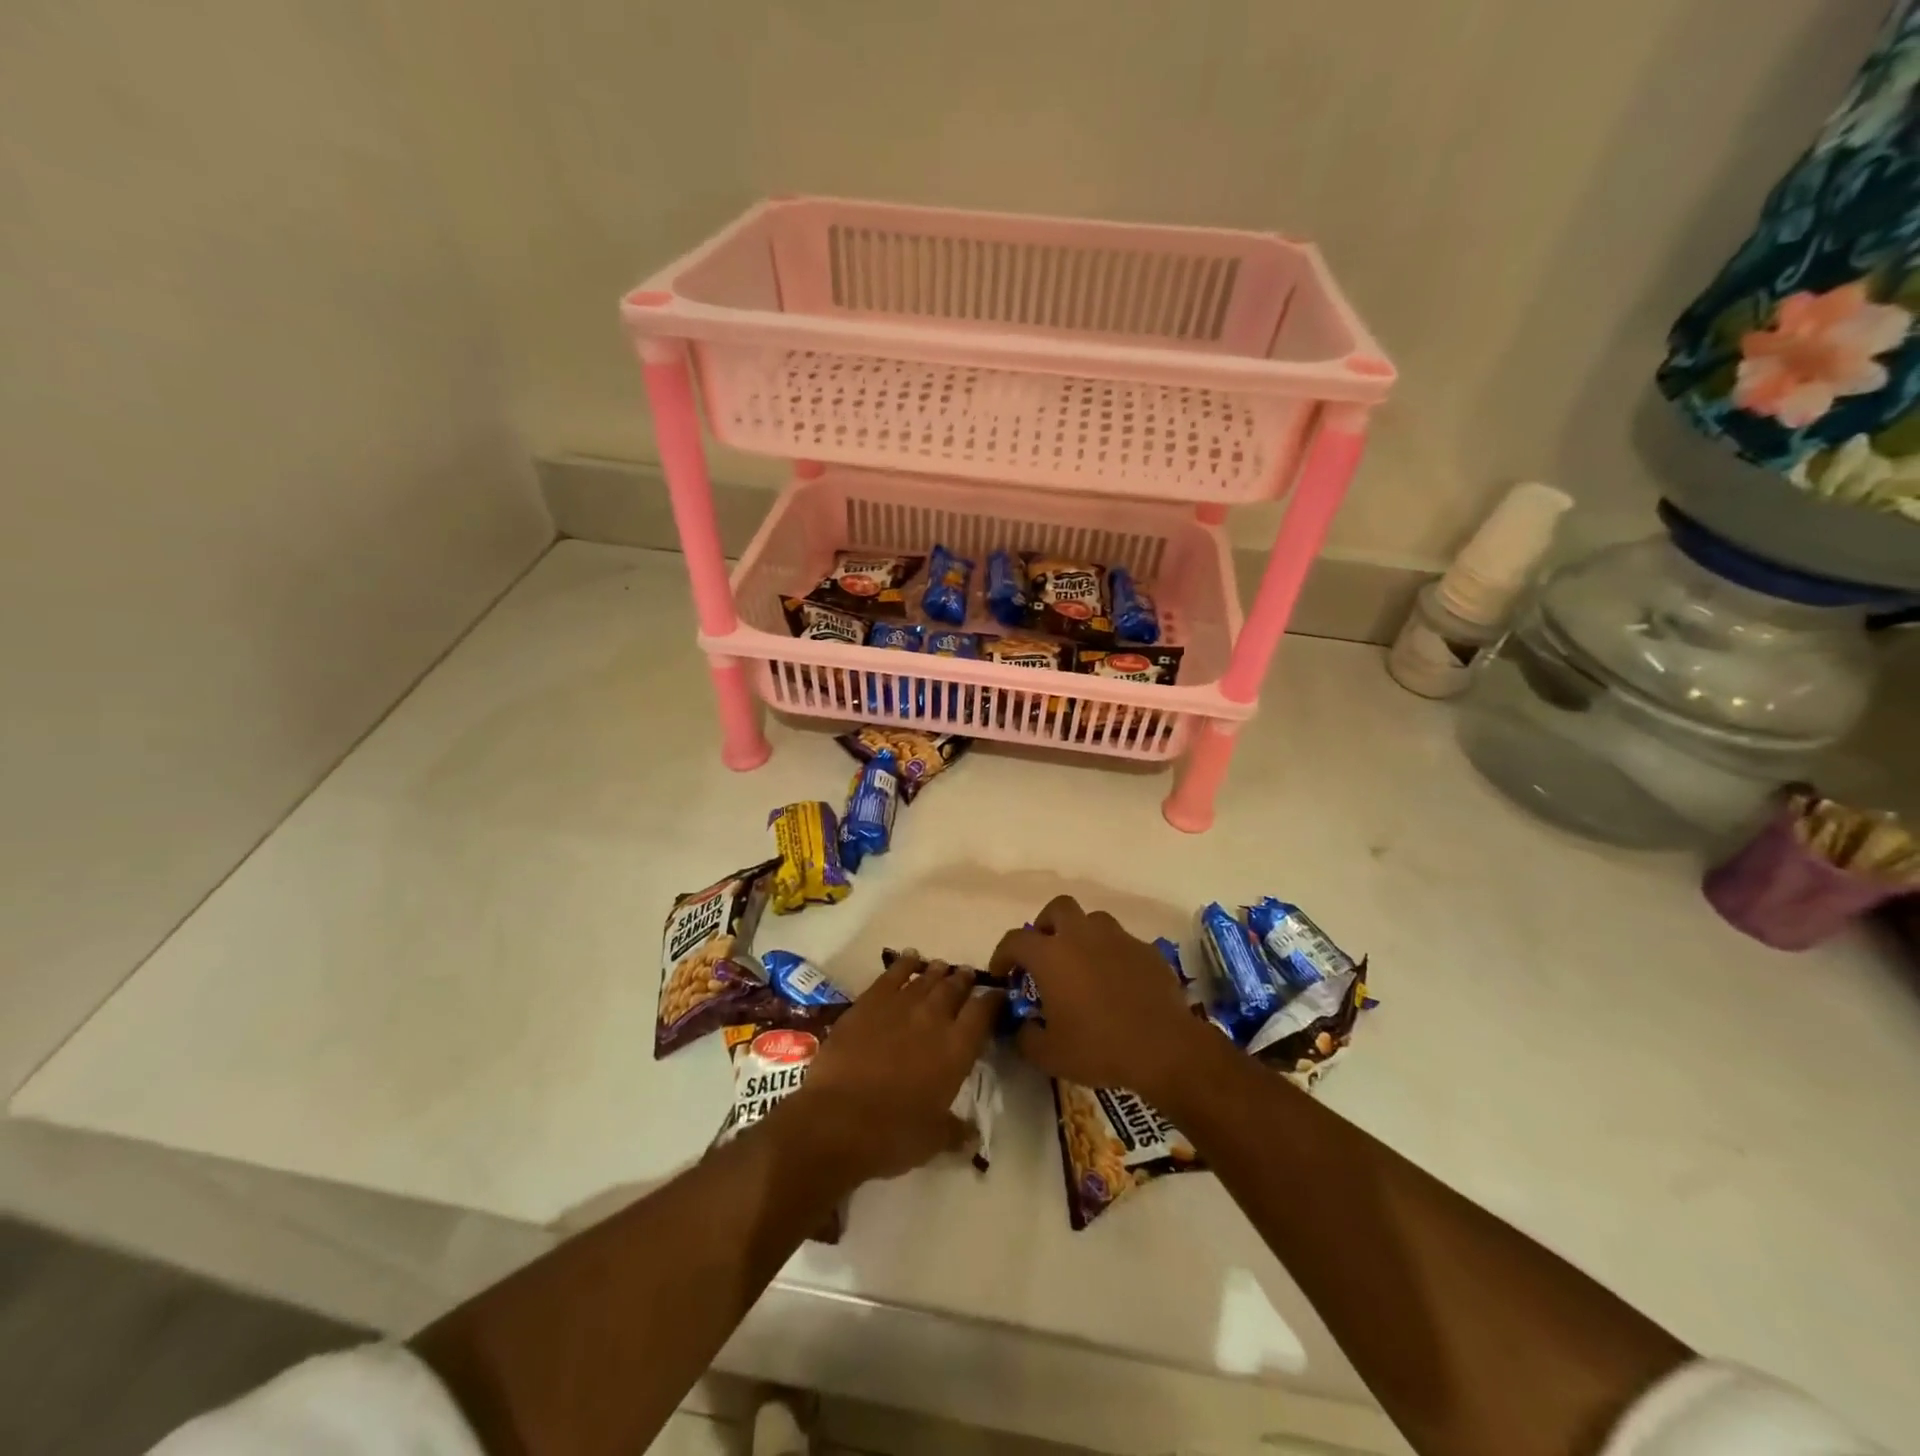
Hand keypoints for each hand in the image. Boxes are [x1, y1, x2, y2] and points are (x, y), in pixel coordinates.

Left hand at [784, 952, 1000, 1185]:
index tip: (996, 996)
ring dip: (937, 972)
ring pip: (926, 978)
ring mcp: (901, 1004)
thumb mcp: (933, 1140)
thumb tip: (973, 1137)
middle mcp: (934, 1018)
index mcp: (957, 1048)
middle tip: (967, 975)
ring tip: (942, 967)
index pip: (983, 1013)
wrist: (838, 1119)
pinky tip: (909, 958)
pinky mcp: (870, 1001)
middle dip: (963, 981)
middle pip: (955, 988)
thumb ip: (956, 1131)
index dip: (992, 1001)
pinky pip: (893, 974)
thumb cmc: (893, 1134)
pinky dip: (904, 963)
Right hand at [990, 896, 1215, 1103]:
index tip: (1003, 973)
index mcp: (1051, 955)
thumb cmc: (1099, 1048)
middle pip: (1057, 908)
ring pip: (1093, 920)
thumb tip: (1022, 1026)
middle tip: (1045, 953)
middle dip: (1046, 925)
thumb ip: (1025, 1036)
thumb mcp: (1049, 1054)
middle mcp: (1081, 935)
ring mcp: (1117, 938)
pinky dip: (1112, 954)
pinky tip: (1116, 981)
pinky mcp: (1145, 950)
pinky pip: (1122, 942)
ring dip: (1082, 935)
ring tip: (1083, 964)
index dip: (1003, 954)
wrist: (1164, 1047)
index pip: (1015, 940)